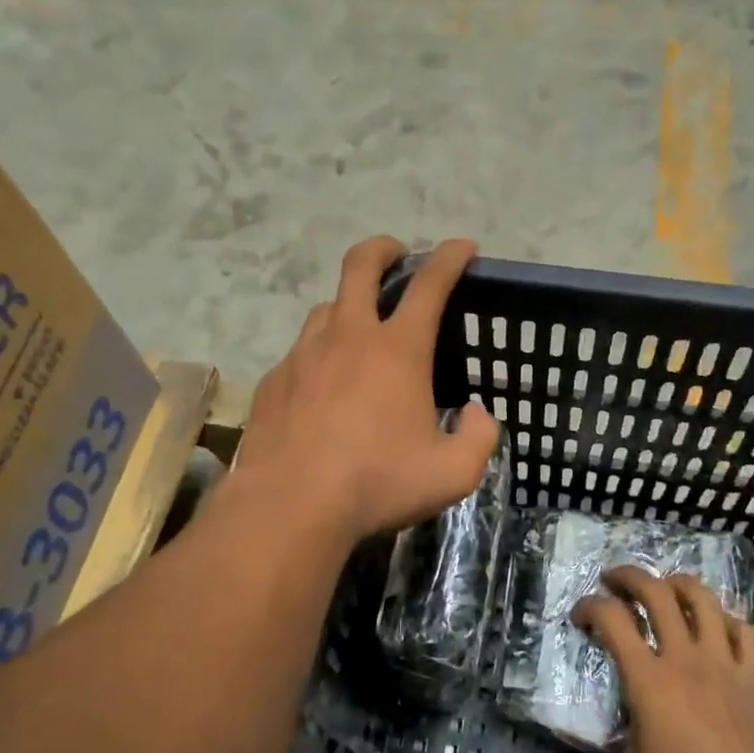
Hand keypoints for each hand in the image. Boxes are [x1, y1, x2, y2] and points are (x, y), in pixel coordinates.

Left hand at [234, 236, 498, 544]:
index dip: (450, 257)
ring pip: (326, 307)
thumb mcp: (452, 474)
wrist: (290, 505)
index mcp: (398, 350)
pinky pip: (300, 352)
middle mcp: (348, 337)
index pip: (430, 284)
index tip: (462, 246)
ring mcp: (304, 354)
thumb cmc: (377, 483)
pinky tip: (322, 386)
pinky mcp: (274, 380)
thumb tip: (477, 415)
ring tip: (358, 329)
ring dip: (348, 305)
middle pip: (361, 265)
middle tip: (395, 255)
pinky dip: (319, 354)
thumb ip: (479, 438)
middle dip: (383, 249)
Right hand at [555, 568, 753, 752]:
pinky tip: (716, 626)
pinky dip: (725, 619)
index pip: (612, 619)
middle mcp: (683, 656)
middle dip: (630, 577)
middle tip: (613, 580)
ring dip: (678, 584)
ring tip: (664, 587)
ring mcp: (723, 660)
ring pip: (702, 599)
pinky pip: (742, 629)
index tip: (580, 617)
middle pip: (656, 593)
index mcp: (648, 678)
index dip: (590, 607)